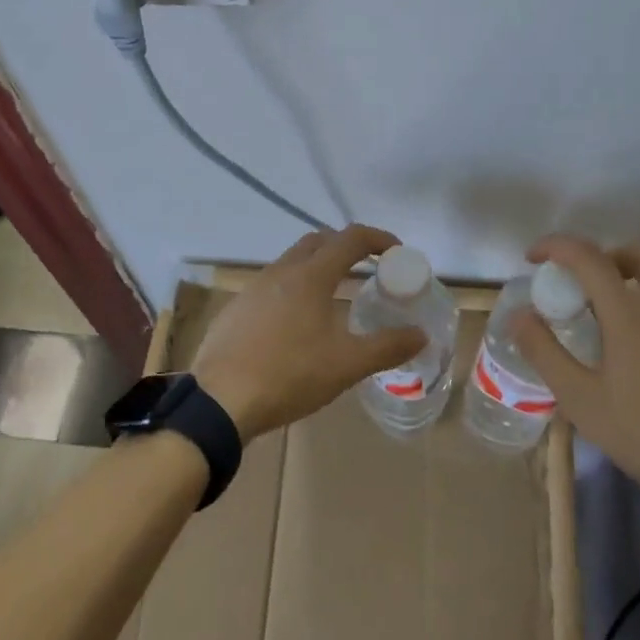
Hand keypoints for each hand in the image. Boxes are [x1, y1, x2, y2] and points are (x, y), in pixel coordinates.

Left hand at [190, 225, 424, 441]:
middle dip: (346, 247)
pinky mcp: (238, 308)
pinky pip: (273, 285)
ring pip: (293, 262)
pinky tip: (298, 323)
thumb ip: (386, 347)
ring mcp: (254, 288)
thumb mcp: (346, 365)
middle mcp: (281, 271)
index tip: (397, 251)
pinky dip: (295, 289)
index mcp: (310, 275)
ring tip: (337, 296)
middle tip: (368, 269)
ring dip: (319, 267)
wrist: (219, 401)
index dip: (378, 239)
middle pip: (319, 241)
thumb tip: (420, 335)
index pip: (350, 238)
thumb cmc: (289, 375)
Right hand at [511, 234, 639, 512]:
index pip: (588, 256)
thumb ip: (545, 353)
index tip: (534, 259)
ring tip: (609, 333)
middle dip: (607, 255)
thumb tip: (519, 315)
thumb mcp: (581, 400)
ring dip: (630, 289)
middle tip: (585, 285)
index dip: (556, 246)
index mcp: (629, 314)